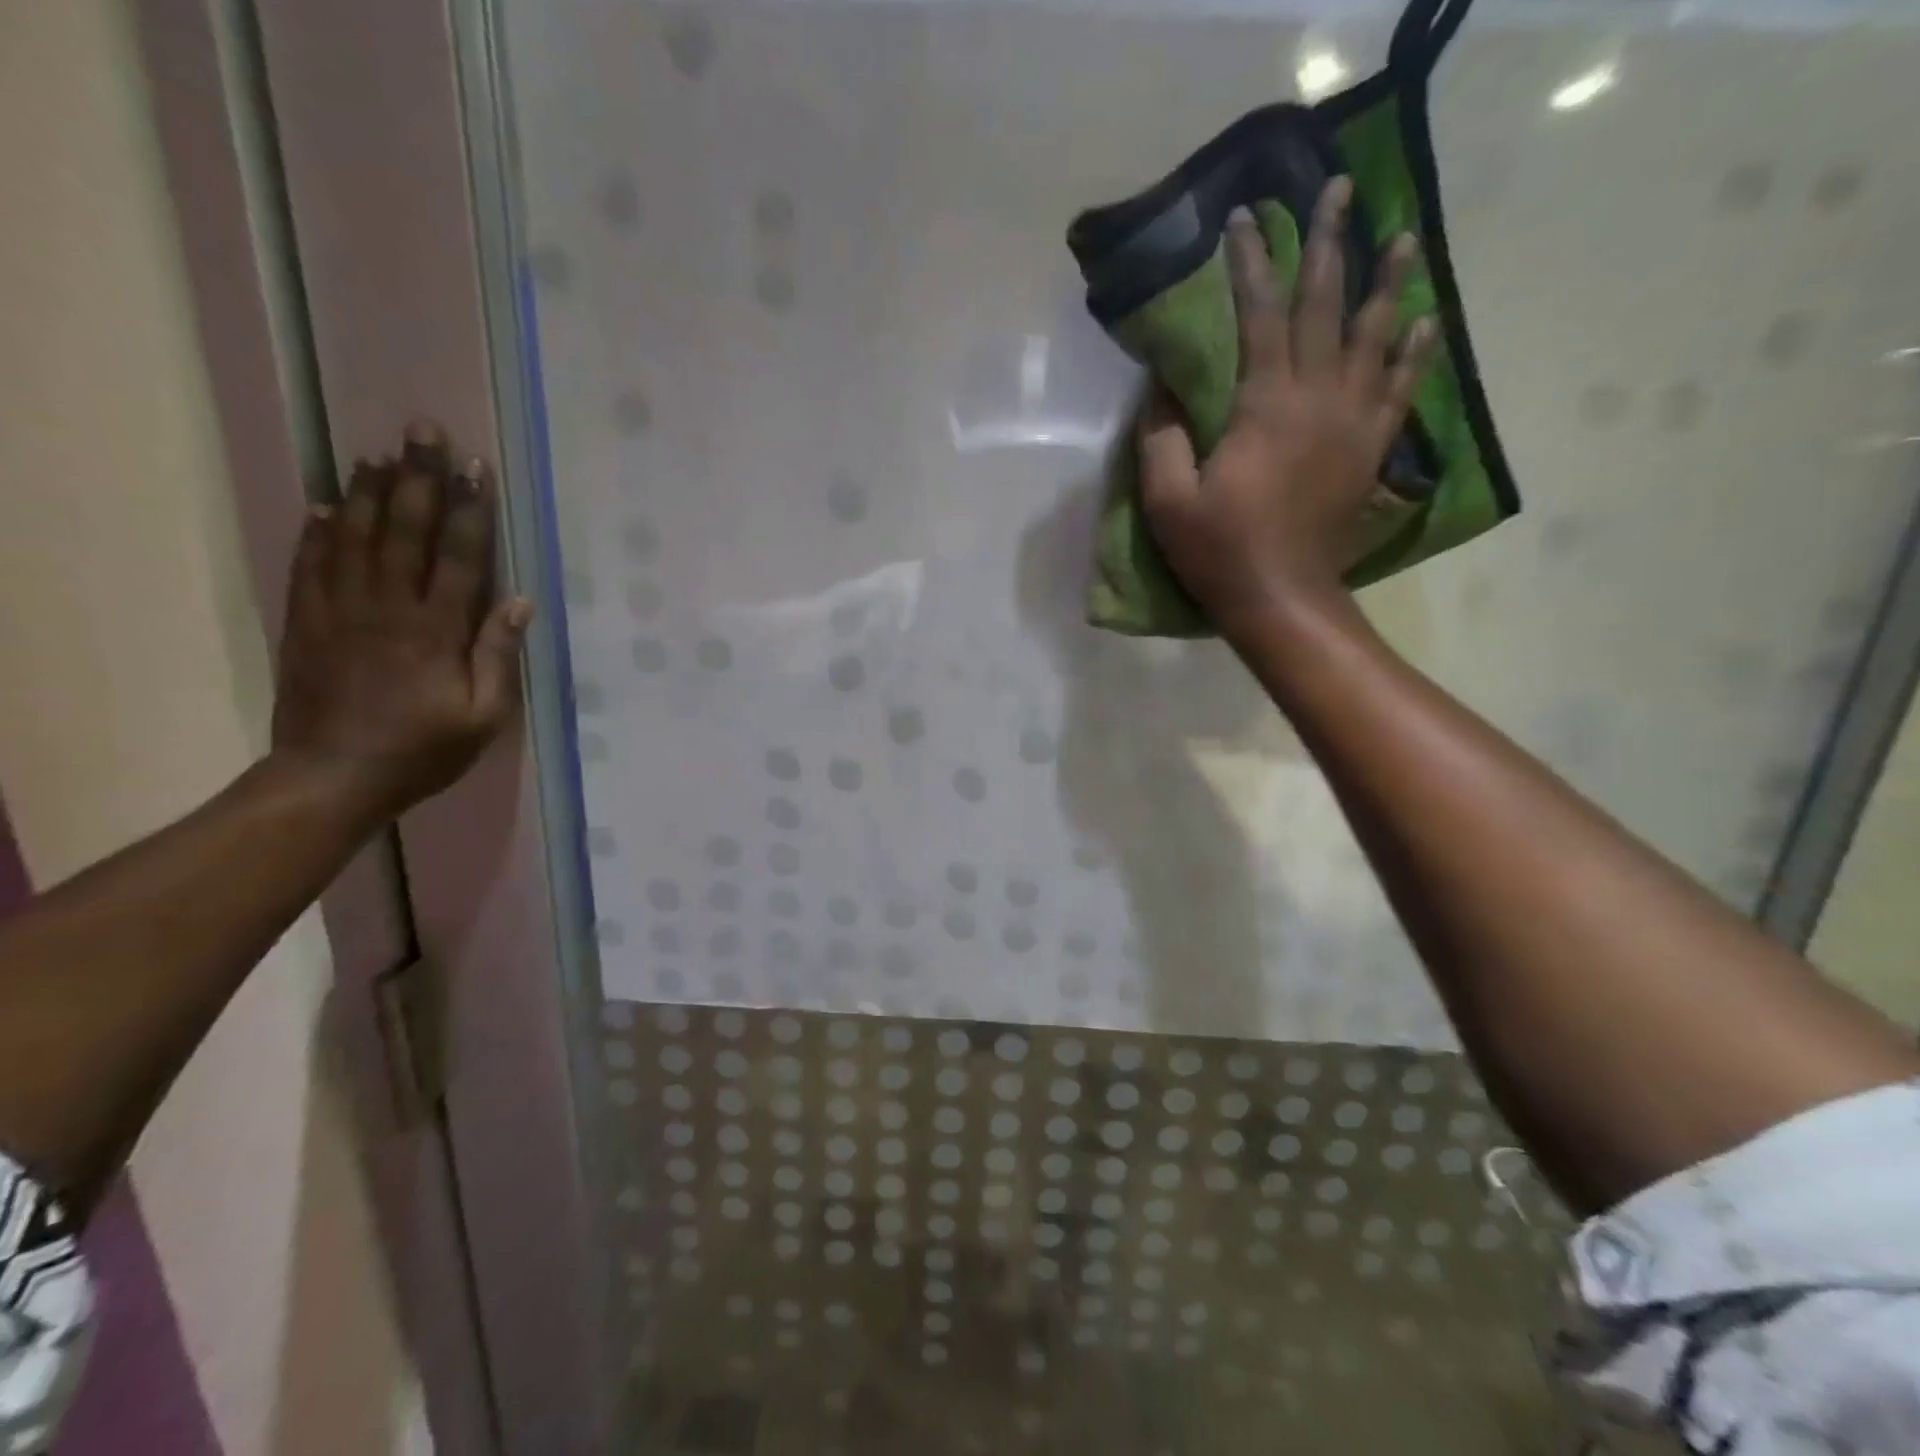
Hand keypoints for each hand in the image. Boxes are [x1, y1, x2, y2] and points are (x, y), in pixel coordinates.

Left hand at [270, 421, 532, 824]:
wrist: (333, 778)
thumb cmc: (424, 750)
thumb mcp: (484, 717)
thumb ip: (498, 658)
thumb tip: (518, 604)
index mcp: (436, 631)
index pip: (458, 556)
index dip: (470, 510)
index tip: (477, 468)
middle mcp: (388, 608)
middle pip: (403, 530)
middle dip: (417, 477)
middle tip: (423, 431)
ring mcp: (339, 611)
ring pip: (354, 536)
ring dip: (368, 491)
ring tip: (379, 453)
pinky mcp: (305, 622)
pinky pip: (310, 564)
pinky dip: (317, 530)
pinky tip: (326, 504)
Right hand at [1137, 177, 1438, 637]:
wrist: (1281, 597)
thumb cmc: (1218, 549)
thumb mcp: (1167, 499)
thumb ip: (1162, 437)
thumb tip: (1163, 387)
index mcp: (1264, 405)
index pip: (1259, 315)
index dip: (1251, 263)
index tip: (1245, 217)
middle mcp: (1317, 398)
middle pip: (1325, 307)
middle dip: (1330, 244)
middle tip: (1341, 189)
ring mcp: (1351, 422)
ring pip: (1374, 336)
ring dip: (1387, 283)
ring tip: (1402, 237)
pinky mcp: (1369, 450)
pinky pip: (1398, 388)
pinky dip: (1412, 352)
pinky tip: (1424, 321)